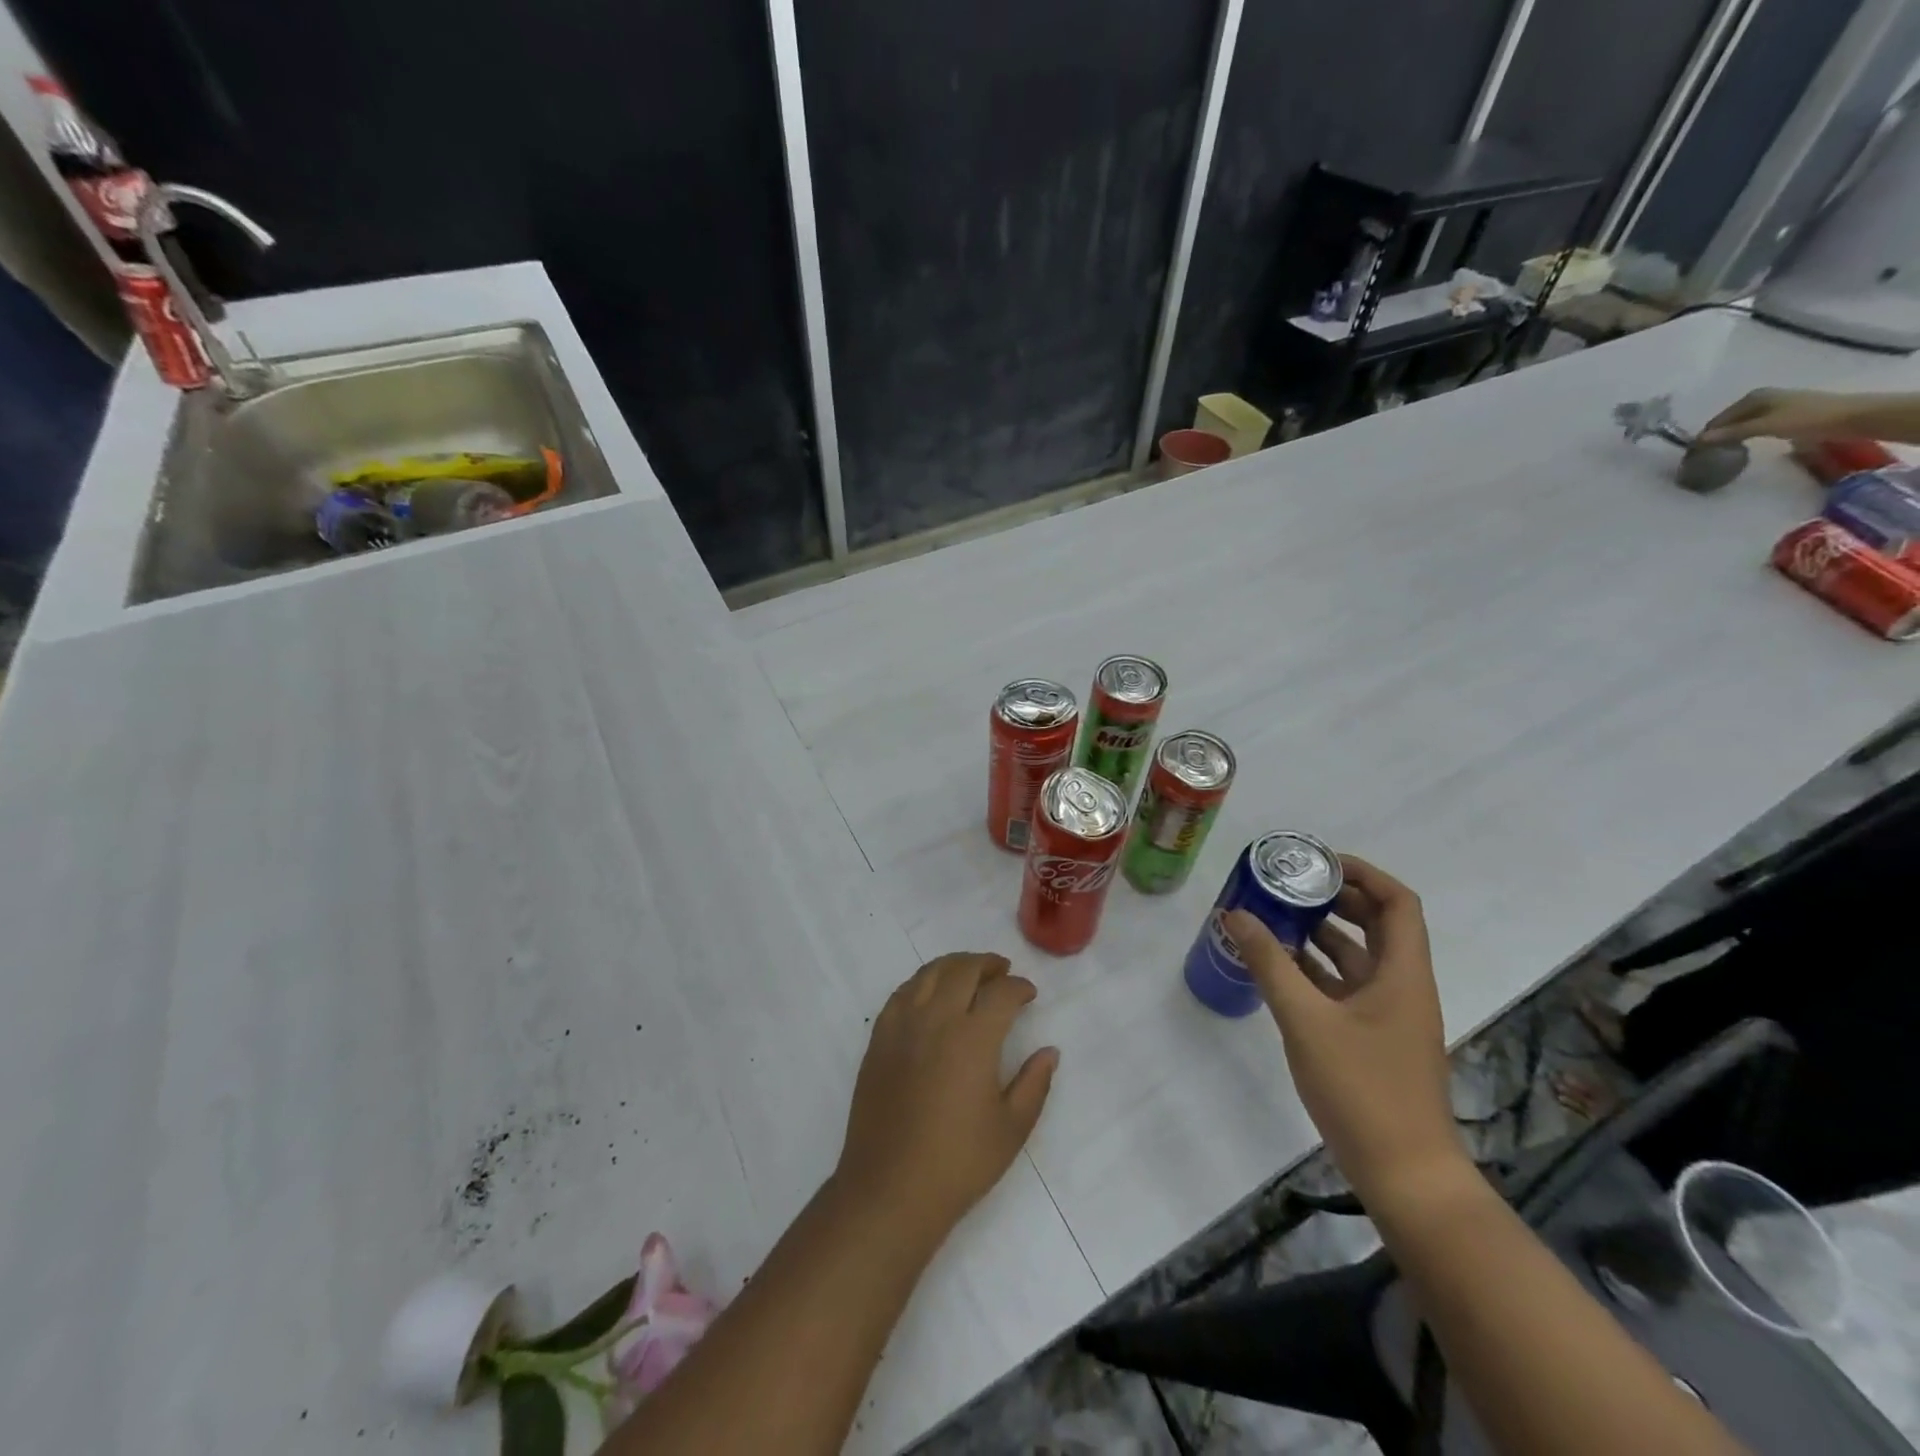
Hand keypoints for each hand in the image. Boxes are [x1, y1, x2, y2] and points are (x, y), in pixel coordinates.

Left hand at [833, 954, 1058, 1248]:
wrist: (890, 1189)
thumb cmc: (958, 1163)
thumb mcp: (1012, 1129)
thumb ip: (1035, 1084)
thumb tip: (1049, 1051)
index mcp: (973, 1038)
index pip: (1001, 993)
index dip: (1019, 987)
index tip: (1029, 994)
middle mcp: (936, 1019)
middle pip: (963, 970)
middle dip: (987, 965)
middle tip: (1002, 972)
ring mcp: (902, 1025)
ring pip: (929, 973)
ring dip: (954, 966)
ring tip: (969, 974)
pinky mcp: (879, 1039)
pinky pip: (902, 993)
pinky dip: (922, 982)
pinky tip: (930, 994)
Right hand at [1226, 855, 1464, 1207]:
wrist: (1405, 1176)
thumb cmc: (1363, 1089)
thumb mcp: (1306, 1020)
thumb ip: (1269, 964)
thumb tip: (1234, 914)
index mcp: (1403, 974)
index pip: (1397, 902)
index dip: (1362, 873)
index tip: (1316, 862)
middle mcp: (1402, 986)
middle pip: (1377, 924)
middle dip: (1334, 899)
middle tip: (1286, 885)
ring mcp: (1388, 1015)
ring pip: (1357, 956)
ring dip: (1320, 934)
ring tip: (1273, 916)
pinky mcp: (1372, 1039)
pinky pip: (1344, 987)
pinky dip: (1315, 969)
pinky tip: (1277, 966)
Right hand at [1698, 388, 1866, 444]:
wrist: (1852, 417)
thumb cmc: (1806, 419)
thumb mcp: (1765, 427)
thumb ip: (1731, 434)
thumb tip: (1697, 440)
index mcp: (1753, 397)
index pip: (1718, 419)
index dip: (1707, 435)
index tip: (1697, 454)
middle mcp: (1761, 398)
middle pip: (1729, 421)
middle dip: (1718, 436)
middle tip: (1708, 456)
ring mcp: (1774, 405)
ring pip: (1741, 424)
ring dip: (1731, 437)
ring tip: (1723, 454)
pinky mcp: (1784, 415)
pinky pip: (1754, 426)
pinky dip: (1745, 436)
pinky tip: (1745, 446)